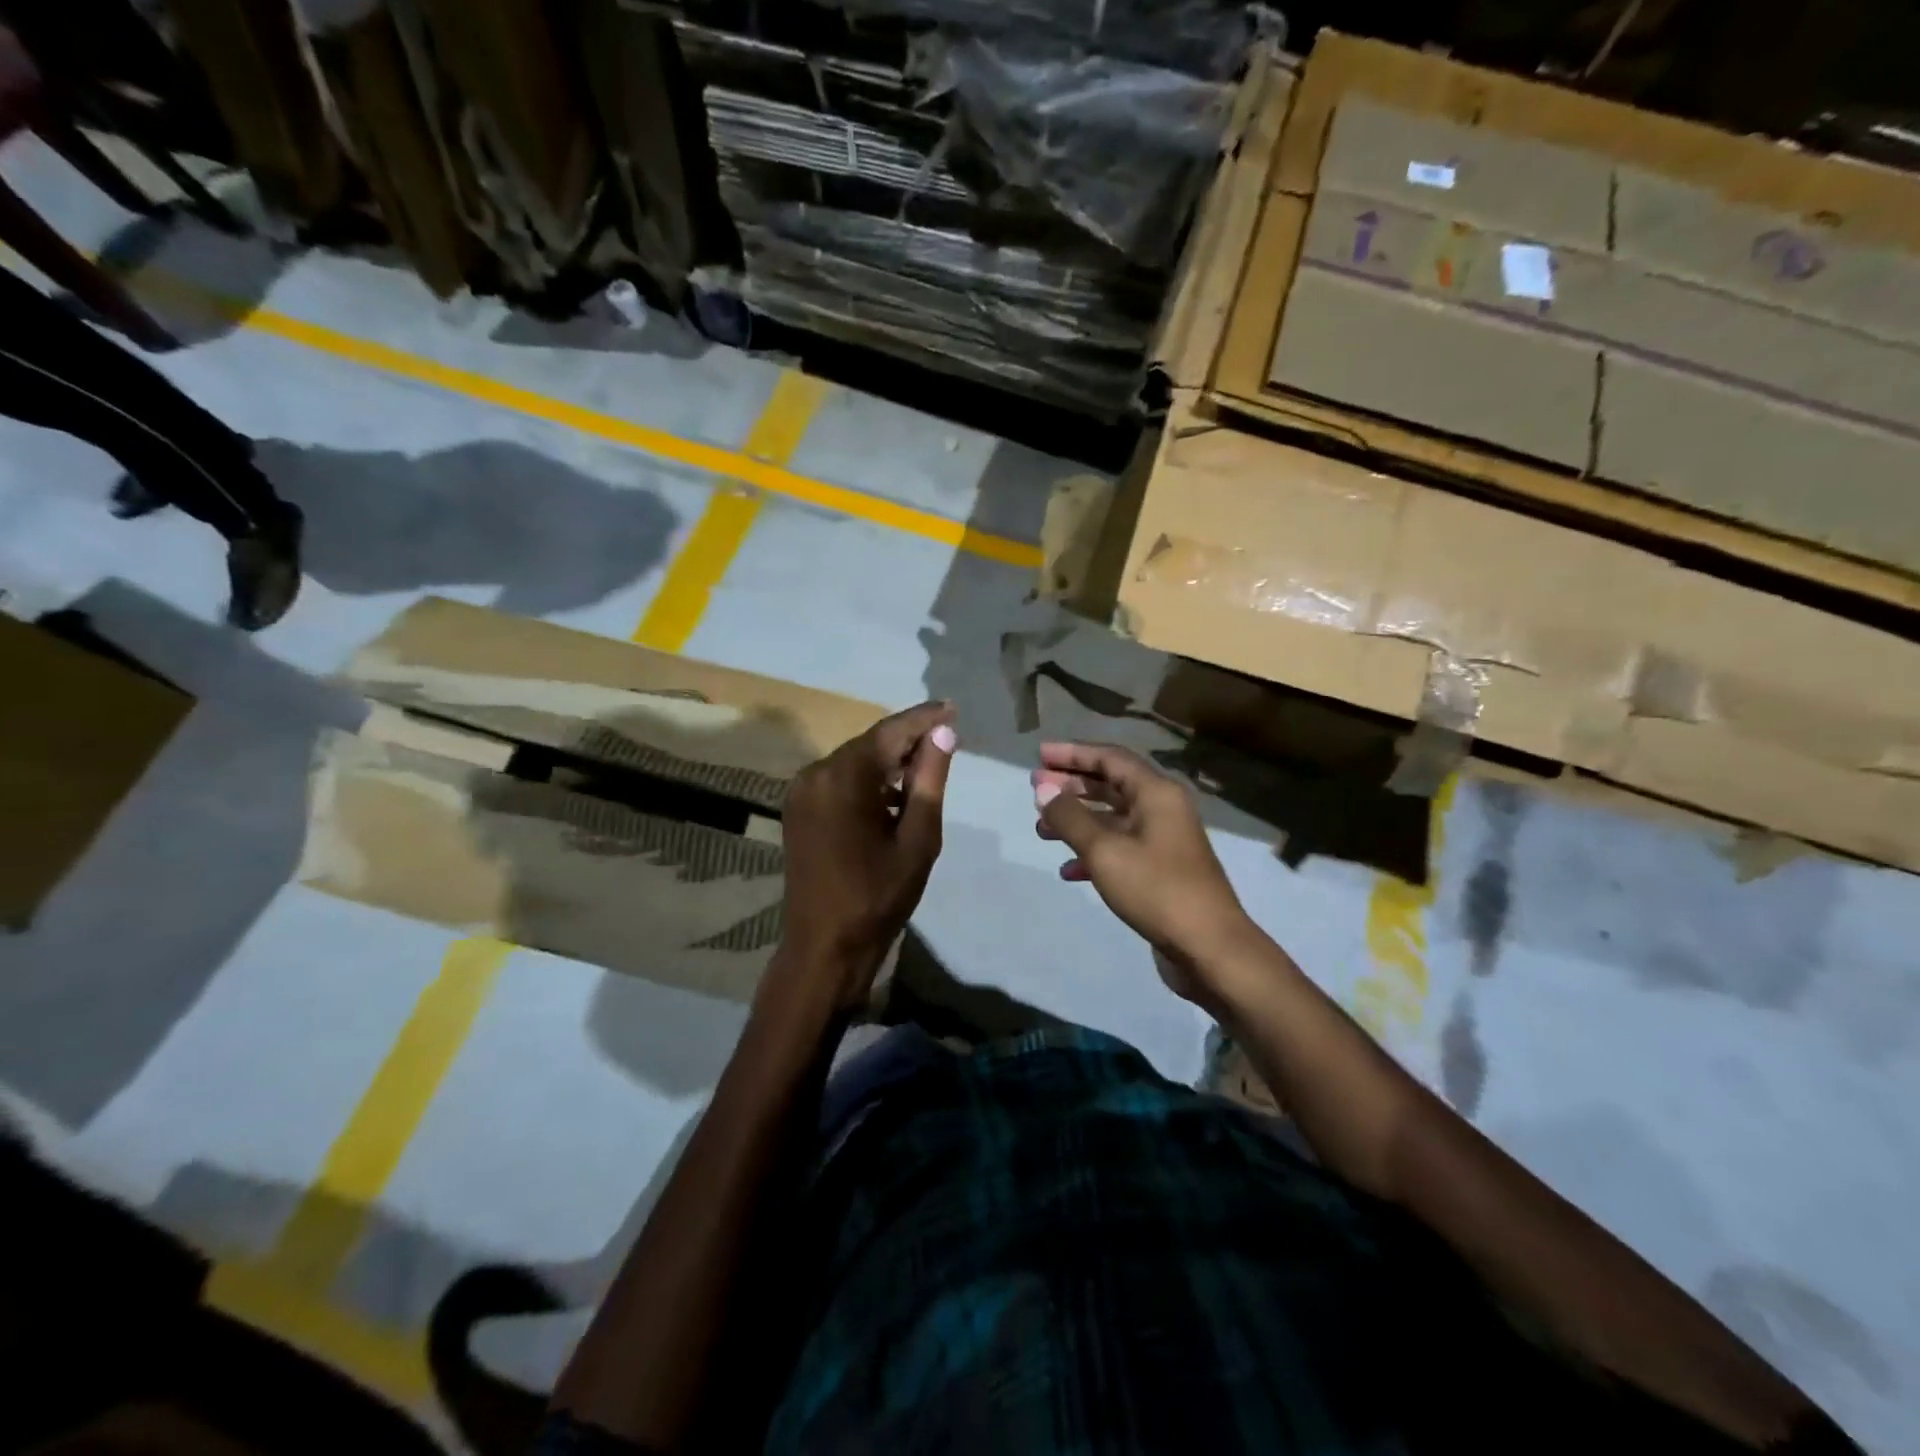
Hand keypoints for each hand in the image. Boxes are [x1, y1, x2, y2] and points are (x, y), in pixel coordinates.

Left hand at [774, 701, 956, 1008]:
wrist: (825, 946)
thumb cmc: (878, 896)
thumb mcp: (917, 838)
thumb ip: (929, 780)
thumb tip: (943, 733)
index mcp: (843, 778)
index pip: (889, 733)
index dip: (923, 719)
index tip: (952, 707)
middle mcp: (814, 774)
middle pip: (869, 744)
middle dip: (907, 740)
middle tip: (946, 736)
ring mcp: (801, 792)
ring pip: (854, 762)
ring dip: (888, 762)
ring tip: (927, 766)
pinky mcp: (798, 810)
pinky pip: (839, 781)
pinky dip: (868, 781)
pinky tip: (893, 794)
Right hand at [1034, 743, 1257, 1004]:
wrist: (1209, 948)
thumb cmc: (1156, 889)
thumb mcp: (1104, 850)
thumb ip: (1070, 816)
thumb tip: (1043, 788)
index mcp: (1156, 793)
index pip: (1110, 757)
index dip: (1072, 753)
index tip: (1039, 755)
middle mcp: (1162, 809)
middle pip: (1111, 784)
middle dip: (1072, 785)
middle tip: (1035, 789)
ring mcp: (1163, 840)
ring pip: (1113, 818)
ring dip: (1077, 820)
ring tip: (1041, 829)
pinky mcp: (1160, 870)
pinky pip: (1120, 848)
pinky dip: (1092, 852)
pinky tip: (1067, 870)